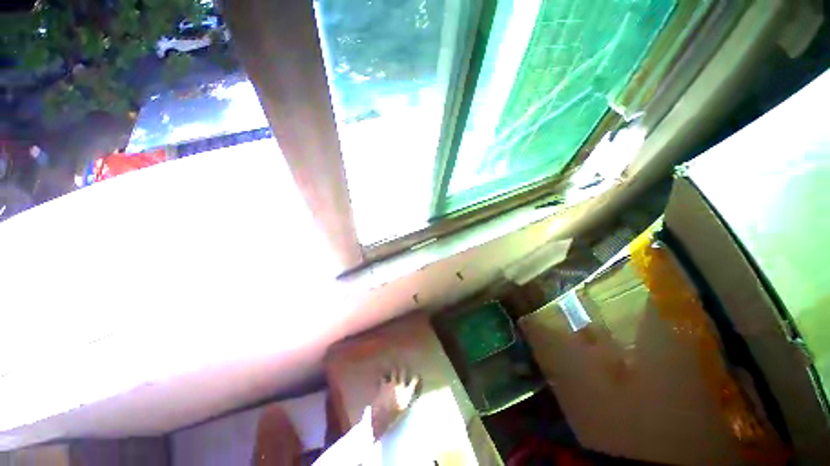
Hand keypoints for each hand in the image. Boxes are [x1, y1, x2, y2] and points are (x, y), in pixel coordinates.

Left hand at [371, 367, 419, 439]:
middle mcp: (400, 386)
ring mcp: (391, 384)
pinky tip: (382, 375)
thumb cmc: (395, 415)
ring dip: (393, 370)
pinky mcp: (383, 385)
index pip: (414, 381)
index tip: (417, 375)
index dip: (416, 377)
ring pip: (393, 372)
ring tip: (393, 368)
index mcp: (407, 393)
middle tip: (403, 366)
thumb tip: (411, 396)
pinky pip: (383, 378)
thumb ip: (408, 400)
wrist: (382, 416)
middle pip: (403, 373)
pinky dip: (383, 376)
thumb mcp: (404, 409)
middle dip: (403, 368)